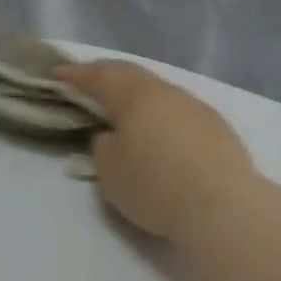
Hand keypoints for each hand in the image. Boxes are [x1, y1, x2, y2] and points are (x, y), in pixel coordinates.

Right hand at [55, 61, 257, 241]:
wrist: (222, 206)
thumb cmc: (155, 187)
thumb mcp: (111, 172)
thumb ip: (104, 147)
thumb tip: (113, 135)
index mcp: (136, 97)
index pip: (100, 76)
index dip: (77, 74)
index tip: (59, 73)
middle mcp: (168, 93)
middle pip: (133, 76)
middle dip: (108, 77)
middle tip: (90, 82)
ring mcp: (198, 109)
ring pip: (161, 93)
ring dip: (140, 97)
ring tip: (127, 111)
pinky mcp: (219, 129)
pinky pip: (181, 113)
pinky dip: (164, 117)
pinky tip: (162, 133)